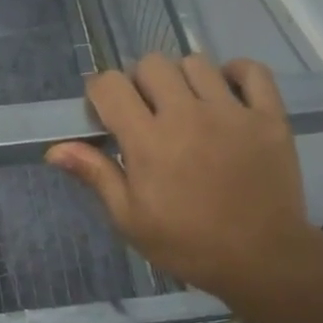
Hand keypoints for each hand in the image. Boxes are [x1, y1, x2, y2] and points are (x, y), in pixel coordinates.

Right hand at [46, 54, 322, 303]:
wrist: (262, 260)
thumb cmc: (187, 244)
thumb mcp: (130, 218)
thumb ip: (96, 175)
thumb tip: (54, 149)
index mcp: (148, 141)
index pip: (110, 85)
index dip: (100, 92)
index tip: (105, 113)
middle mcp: (187, 115)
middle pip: (152, 65)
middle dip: (139, 83)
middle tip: (146, 112)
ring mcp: (232, 112)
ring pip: (196, 62)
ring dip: (183, 79)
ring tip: (187, 107)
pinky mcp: (268, 116)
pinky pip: (251, 71)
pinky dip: (236, 73)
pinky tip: (225, 93)